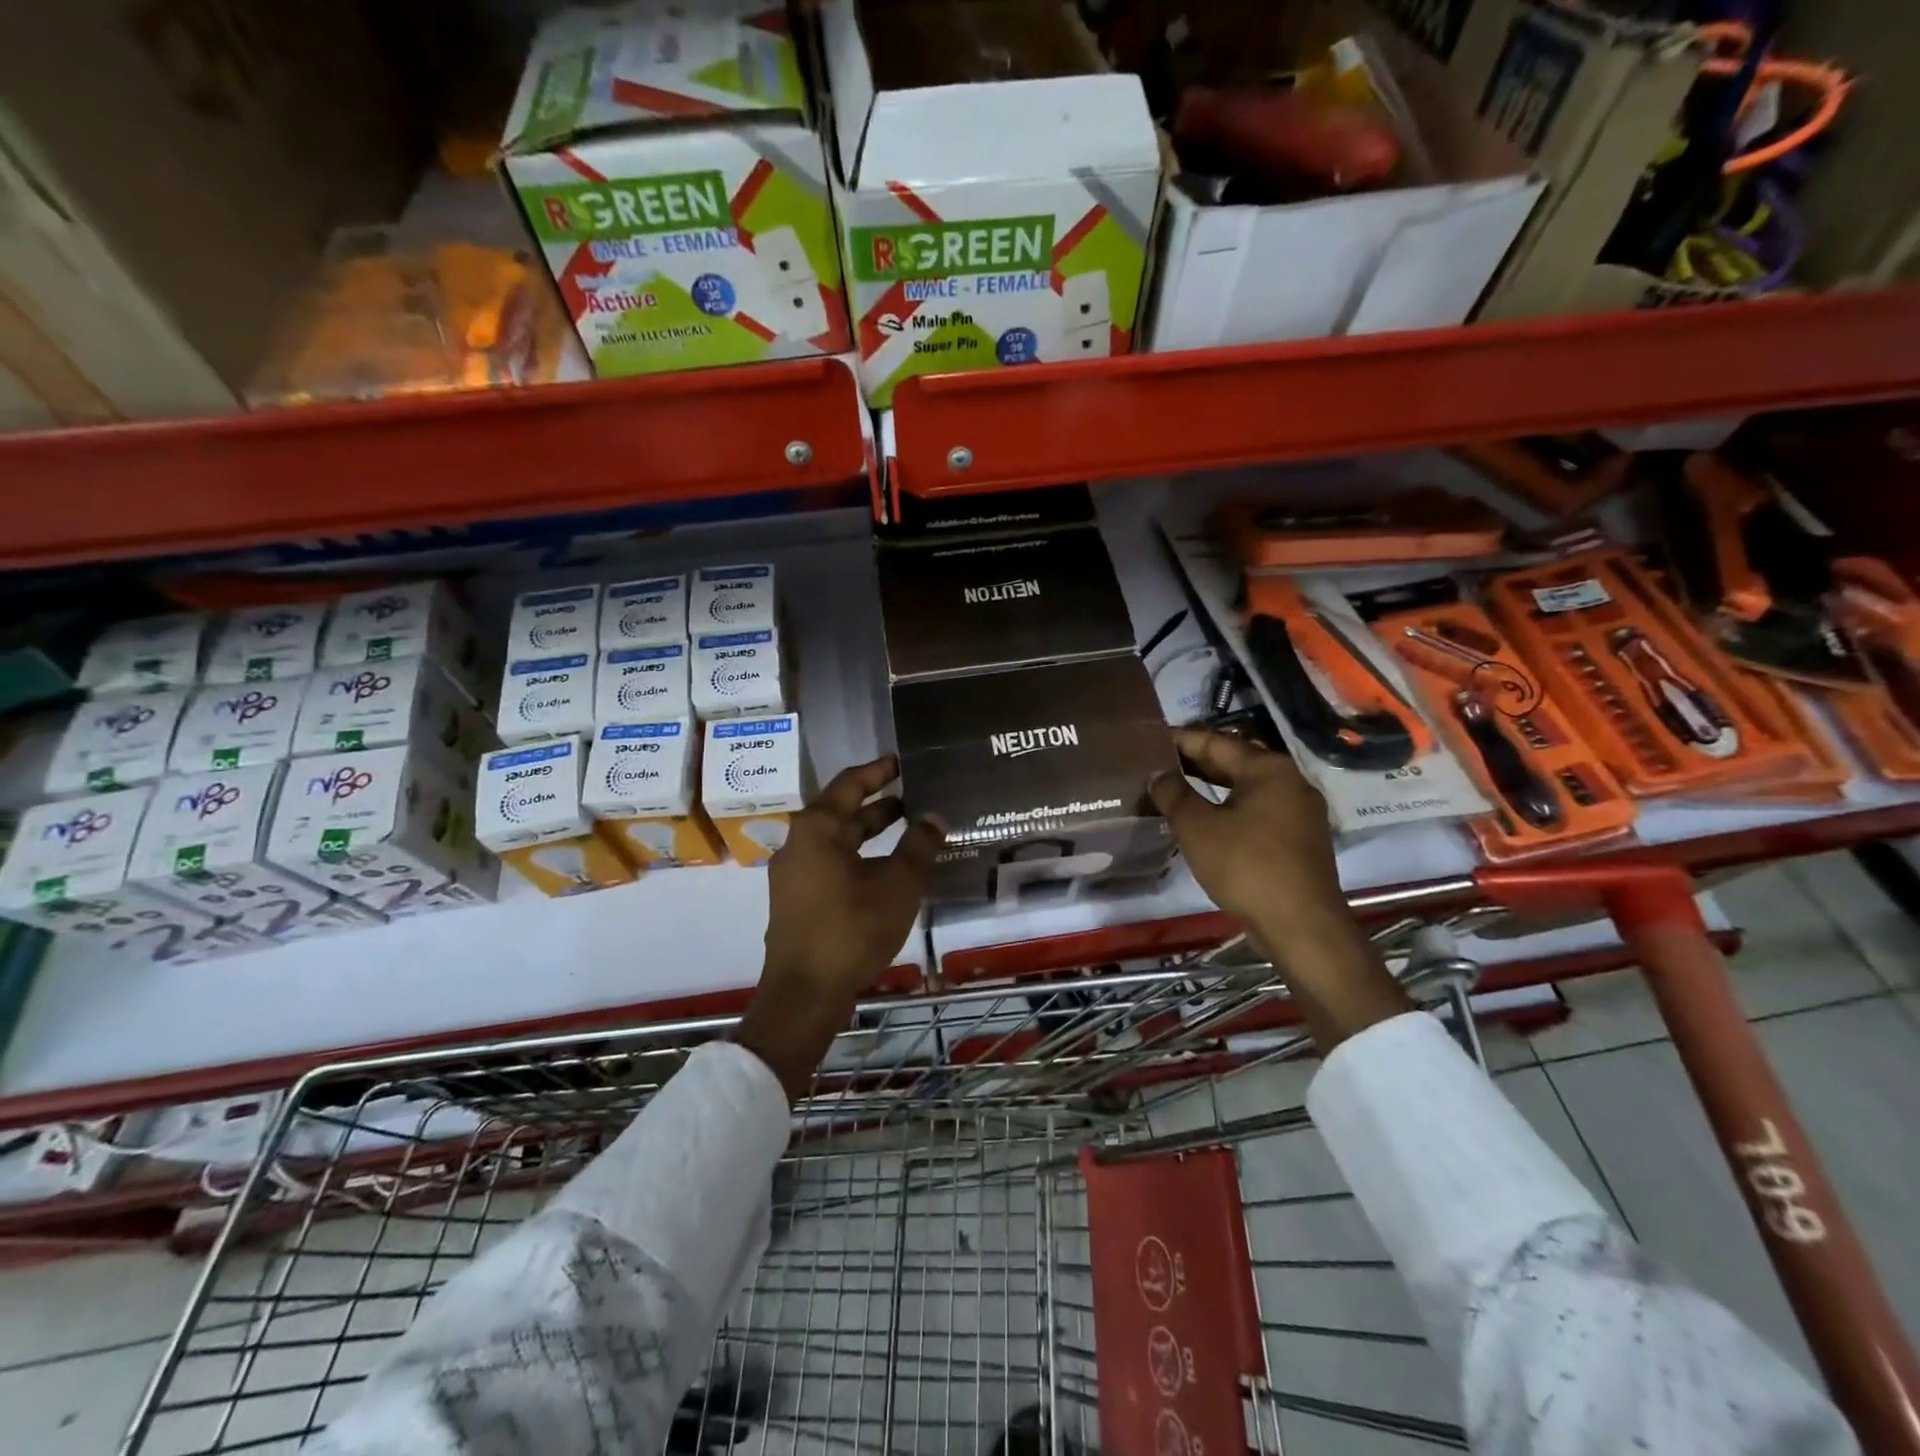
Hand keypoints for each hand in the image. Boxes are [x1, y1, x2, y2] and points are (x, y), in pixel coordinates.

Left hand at [738, 755, 943, 1097]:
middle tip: (914, 795)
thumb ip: (919, 846)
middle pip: (841, 812)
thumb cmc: (852, 929)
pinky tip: (887, 870)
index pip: (850, 784)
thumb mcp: (897, 885)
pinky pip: (831, 864)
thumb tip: (934, 816)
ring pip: (837, 841)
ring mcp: (794, 874)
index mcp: (817, 829)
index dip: (878, 770)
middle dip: (879, 804)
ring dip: (870, 833)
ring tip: (908, 829)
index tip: (902, 761)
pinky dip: (859, 857)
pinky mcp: (797, 900)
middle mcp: (799, 844)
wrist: (805, 993)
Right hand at [1149, 729, 1407, 1047]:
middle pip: (1235, 762)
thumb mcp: (1197, 828)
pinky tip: (1206, 821)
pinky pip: (1258, 811)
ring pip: (1246, 789)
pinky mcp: (1300, 839)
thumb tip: (1158, 774)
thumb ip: (1174, 794)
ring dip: (1212, 787)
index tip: (1150, 741)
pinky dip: (1229, 808)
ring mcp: (1300, 811)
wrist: (1301, 926)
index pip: (1216, 742)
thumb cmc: (1246, 867)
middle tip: (1157, 764)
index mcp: (1268, 769)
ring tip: (1175, 790)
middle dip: (1195, 763)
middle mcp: (1290, 781)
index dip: (1181, 740)